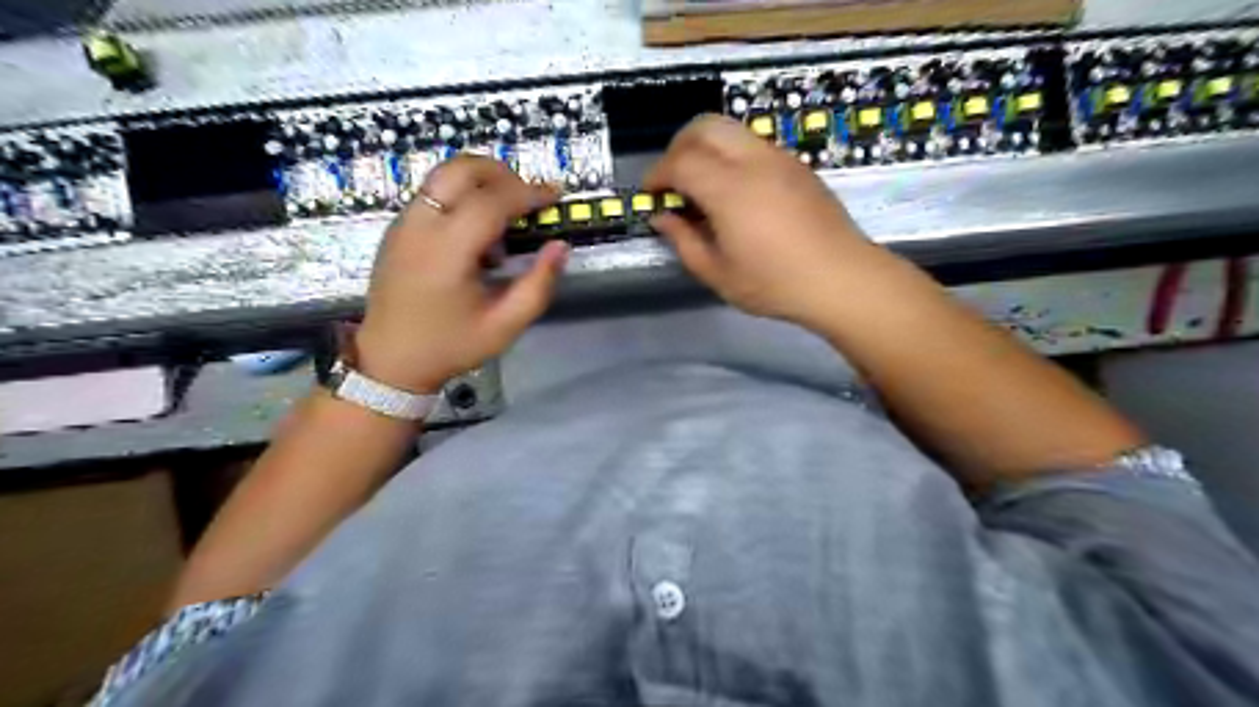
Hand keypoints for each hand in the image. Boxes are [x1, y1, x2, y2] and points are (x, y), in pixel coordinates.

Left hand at [355, 155, 571, 394]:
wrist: (390, 361)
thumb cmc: (451, 345)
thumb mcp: (505, 326)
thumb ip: (538, 285)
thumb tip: (560, 247)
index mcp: (446, 253)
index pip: (490, 201)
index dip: (527, 193)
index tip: (554, 196)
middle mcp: (420, 227)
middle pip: (460, 169)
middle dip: (501, 172)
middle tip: (527, 195)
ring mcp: (403, 224)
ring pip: (443, 175)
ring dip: (481, 182)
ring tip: (505, 215)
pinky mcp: (398, 229)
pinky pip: (433, 193)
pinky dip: (462, 195)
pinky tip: (478, 232)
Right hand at [643, 112, 878, 325]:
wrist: (842, 278)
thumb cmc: (775, 283)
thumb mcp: (718, 273)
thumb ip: (684, 241)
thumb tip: (662, 218)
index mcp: (729, 189)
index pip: (680, 161)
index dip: (658, 174)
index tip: (651, 194)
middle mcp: (753, 161)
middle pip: (704, 126)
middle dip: (678, 146)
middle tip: (672, 179)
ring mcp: (779, 158)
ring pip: (731, 129)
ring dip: (706, 147)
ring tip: (701, 185)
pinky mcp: (797, 165)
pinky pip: (754, 144)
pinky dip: (731, 154)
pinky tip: (734, 191)